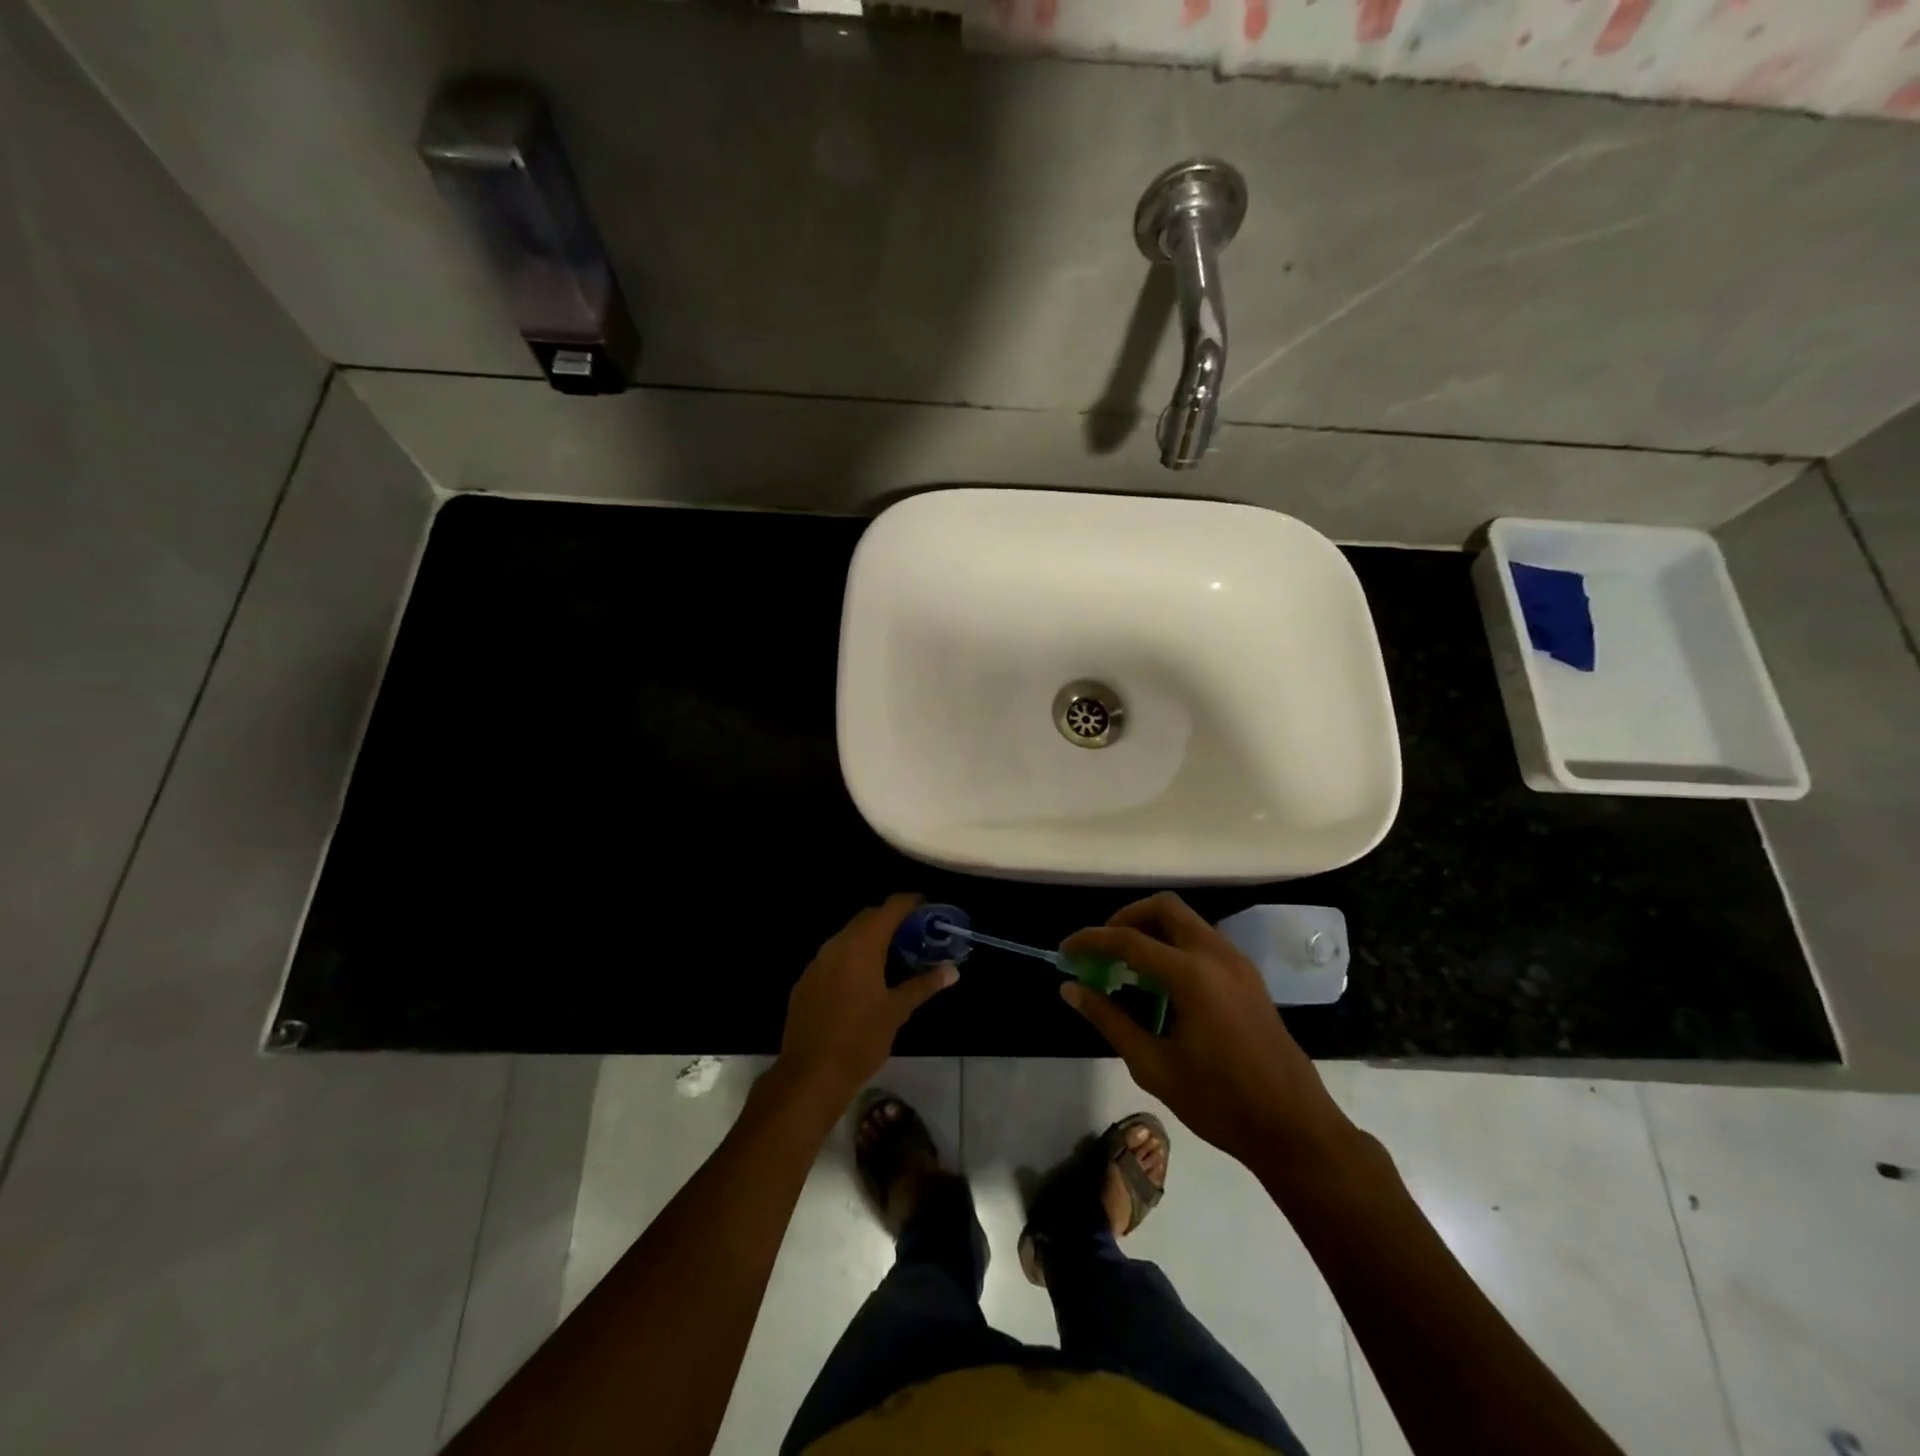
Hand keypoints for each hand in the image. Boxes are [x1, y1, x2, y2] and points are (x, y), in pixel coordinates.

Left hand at [777, 895, 956, 1116]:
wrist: (810, 1075)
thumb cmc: (860, 1039)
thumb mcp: (897, 1011)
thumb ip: (924, 985)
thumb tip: (952, 971)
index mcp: (861, 945)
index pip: (890, 908)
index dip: (911, 903)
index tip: (928, 908)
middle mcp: (836, 945)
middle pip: (868, 918)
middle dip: (891, 920)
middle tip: (915, 934)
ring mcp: (817, 963)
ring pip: (848, 937)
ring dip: (871, 939)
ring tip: (894, 957)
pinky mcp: (805, 982)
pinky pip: (833, 958)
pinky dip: (852, 958)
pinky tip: (863, 981)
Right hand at [1061, 893, 1356, 1177]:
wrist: (1294, 1128)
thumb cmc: (1219, 1102)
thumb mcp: (1153, 1066)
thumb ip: (1110, 1020)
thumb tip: (1071, 990)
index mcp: (1192, 975)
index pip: (1129, 939)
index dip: (1091, 940)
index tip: (1066, 950)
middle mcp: (1217, 955)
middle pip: (1164, 908)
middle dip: (1126, 919)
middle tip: (1103, 950)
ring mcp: (1238, 963)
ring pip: (1187, 921)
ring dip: (1152, 930)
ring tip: (1127, 966)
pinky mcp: (1249, 977)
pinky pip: (1203, 940)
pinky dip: (1175, 945)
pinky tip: (1162, 983)